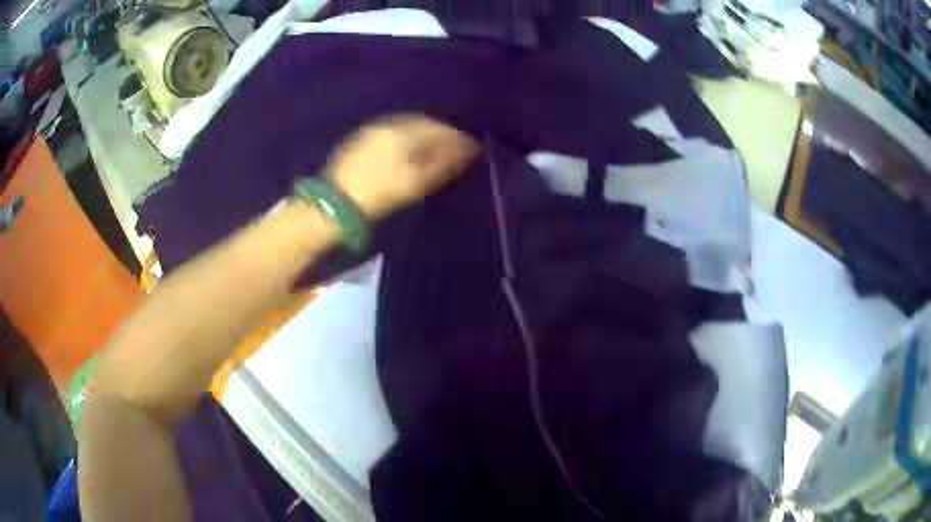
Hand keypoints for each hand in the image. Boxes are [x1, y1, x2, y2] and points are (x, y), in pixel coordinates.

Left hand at [329, 115, 479, 219]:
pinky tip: (411, 149)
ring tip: (437, 149)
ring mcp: (371, 131)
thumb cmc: (378, 195)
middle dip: (442, 133)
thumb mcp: (414, 183)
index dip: (458, 138)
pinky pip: (392, 131)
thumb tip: (468, 150)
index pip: (438, 128)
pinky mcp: (360, 140)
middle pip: (422, 123)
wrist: (334, 205)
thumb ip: (443, 163)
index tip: (472, 148)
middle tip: (457, 147)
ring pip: (406, 126)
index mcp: (402, 132)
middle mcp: (387, 125)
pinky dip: (408, 137)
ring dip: (425, 134)